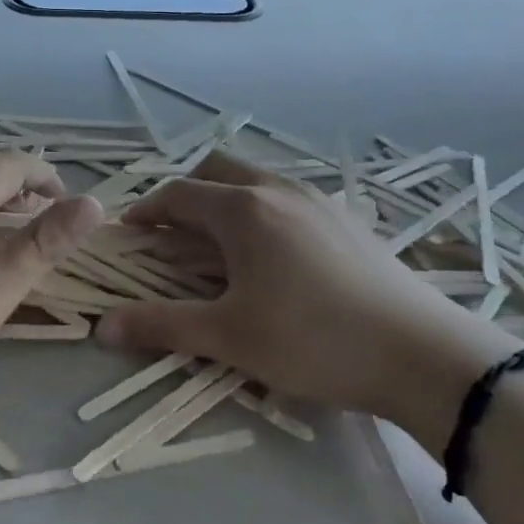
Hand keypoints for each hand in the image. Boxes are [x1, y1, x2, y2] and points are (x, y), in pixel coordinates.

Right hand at [98, 154, 513, 440]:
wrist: (422, 354)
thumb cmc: (312, 340)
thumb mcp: (229, 337)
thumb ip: (161, 326)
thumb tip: (101, 327)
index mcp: (241, 208)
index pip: (177, 194)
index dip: (147, 211)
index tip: (130, 233)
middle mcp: (276, 189)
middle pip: (216, 169)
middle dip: (186, 193)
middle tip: (173, 233)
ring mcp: (318, 199)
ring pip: (256, 178)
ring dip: (226, 197)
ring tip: (221, 242)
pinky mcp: (347, 219)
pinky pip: (289, 196)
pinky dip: (262, 208)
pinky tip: (276, 253)